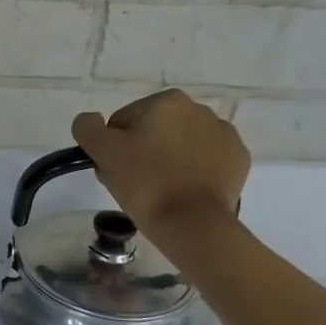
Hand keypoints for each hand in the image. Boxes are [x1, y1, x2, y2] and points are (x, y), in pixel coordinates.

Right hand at [72, 90, 250, 228]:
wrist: (192, 223)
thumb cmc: (145, 183)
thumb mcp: (102, 152)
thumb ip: (88, 128)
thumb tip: (90, 120)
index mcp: (166, 101)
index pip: (123, 122)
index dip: (114, 147)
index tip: (115, 171)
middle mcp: (199, 109)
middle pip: (154, 131)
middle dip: (142, 152)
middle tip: (134, 184)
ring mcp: (224, 134)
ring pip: (180, 145)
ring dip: (168, 160)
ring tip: (160, 190)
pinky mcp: (238, 159)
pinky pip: (205, 161)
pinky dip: (193, 172)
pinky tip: (184, 191)